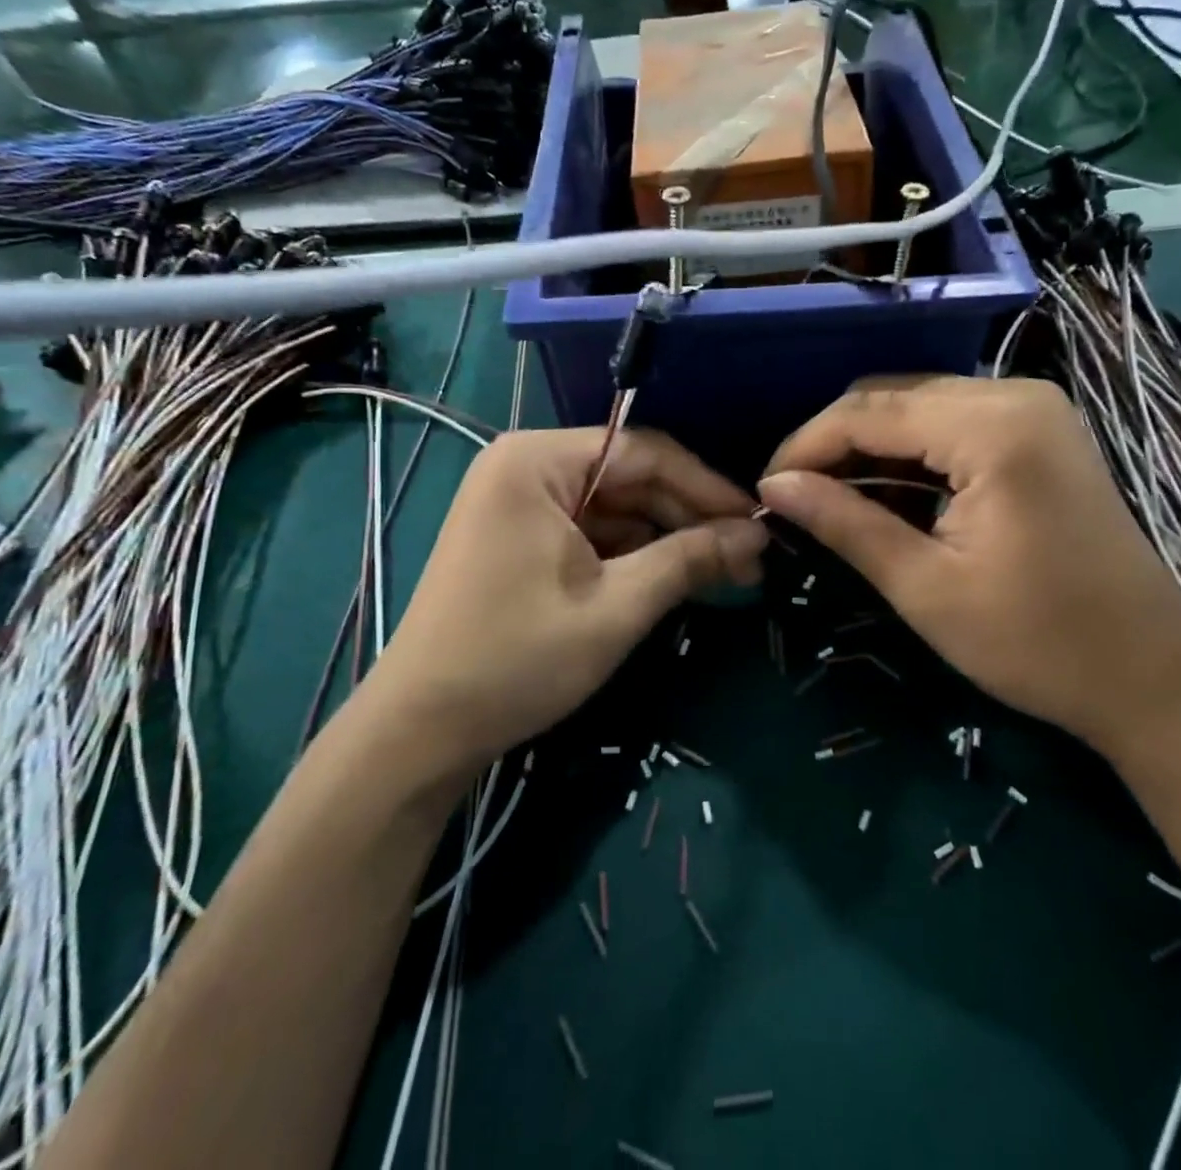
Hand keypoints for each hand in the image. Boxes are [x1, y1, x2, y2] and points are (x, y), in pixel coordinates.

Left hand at [375, 428, 765, 771]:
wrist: (421, 729)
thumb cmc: (516, 659)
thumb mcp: (616, 608)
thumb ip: (689, 560)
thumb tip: (757, 535)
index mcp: (537, 461)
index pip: (644, 452)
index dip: (707, 487)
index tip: (758, 522)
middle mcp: (524, 466)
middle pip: (629, 476)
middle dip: (688, 516)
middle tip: (748, 557)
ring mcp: (518, 502)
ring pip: (613, 506)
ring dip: (665, 537)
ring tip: (723, 572)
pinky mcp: (519, 537)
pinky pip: (589, 530)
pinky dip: (631, 553)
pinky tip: (672, 577)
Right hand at [758, 376, 1180, 759]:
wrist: (1153, 678)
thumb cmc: (1038, 643)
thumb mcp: (925, 587)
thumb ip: (845, 523)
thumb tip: (774, 486)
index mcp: (993, 427)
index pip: (868, 412)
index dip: (806, 446)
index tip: (765, 488)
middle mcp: (1015, 395)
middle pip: (891, 397)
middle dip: (834, 443)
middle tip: (794, 497)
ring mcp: (1034, 409)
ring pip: (917, 405)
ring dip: (868, 448)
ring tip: (830, 500)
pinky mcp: (1040, 431)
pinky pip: (951, 423)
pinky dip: (910, 454)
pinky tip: (887, 495)